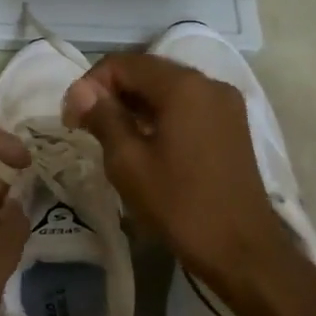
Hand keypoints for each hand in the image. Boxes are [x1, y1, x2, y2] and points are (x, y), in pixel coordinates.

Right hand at [63, 53, 299, 308]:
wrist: (243, 251)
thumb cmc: (180, 205)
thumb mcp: (129, 163)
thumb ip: (103, 117)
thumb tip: (79, 90)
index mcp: (184, 86)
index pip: (123, 64)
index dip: (90, 85)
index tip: (72, 119)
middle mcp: (209, 83)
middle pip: (148, 71)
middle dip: (112, 92)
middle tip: (85, 126)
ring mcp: (225, 104)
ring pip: (167, 88)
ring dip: (134, 104)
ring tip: (111, 137)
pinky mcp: (232, 125)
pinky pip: (187, 105)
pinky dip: (160, 115)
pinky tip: (144, 143)